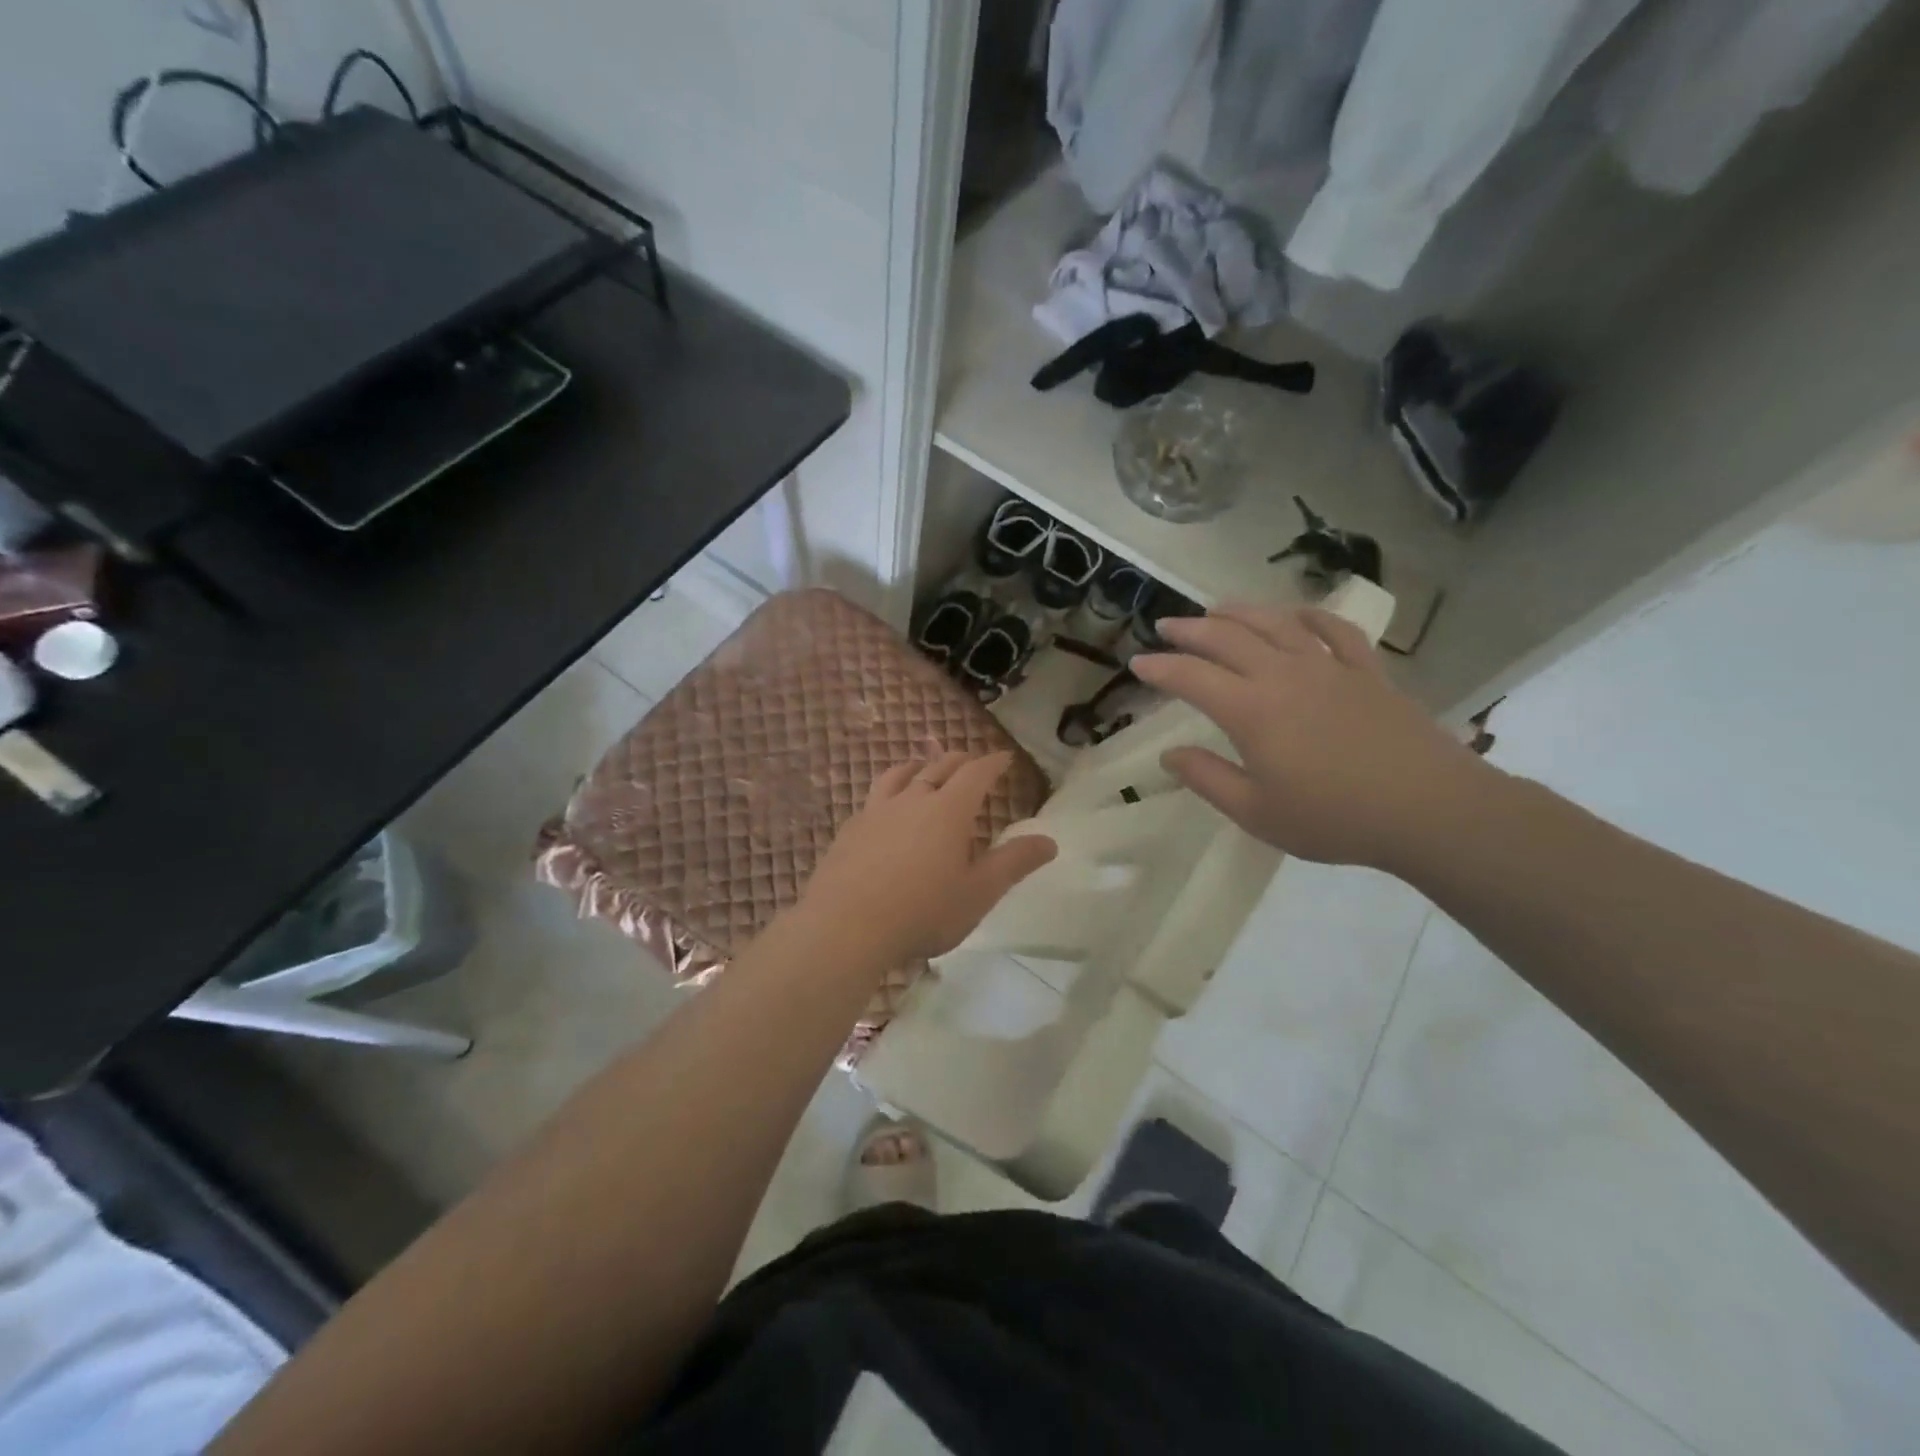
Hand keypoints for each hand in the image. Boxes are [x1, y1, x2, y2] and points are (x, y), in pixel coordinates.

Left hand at [797, 751, 1056, 964]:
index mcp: (948, 811)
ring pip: (900, 775)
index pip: (976, 773)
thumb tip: (1050, 841)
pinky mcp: (850, 829)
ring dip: (918, 766)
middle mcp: (912, 800)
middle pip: (938, 767)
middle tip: (970, 760)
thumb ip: (1013, 863)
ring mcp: (876, 811)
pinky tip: (884, 808)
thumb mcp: (978, 893)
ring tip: (923, 767)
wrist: (845, 927)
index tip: (1004, 757)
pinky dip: (889, 791)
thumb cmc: (922, 912)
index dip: (992, 762)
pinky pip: (874, 797)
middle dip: (959, 761)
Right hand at [1131, 604, 1494, 871]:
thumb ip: (1207, 779)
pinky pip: (1335, 630)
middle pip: (1228, 638)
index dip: (1160, 667)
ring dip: (1240, 612)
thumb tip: (1170, 755)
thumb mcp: (1256, 812)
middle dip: (1190, 629)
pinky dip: (1310, 616)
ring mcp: (1329, 667)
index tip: (1138, 662)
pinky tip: (1296, 615)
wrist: (1429, 810)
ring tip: (1217, 609)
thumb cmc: (1333, 818)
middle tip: (1166, 625)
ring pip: (1276, 624)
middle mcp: (1284, 675)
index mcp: (1251, 710)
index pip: (1192, 677)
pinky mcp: (1367, 671)